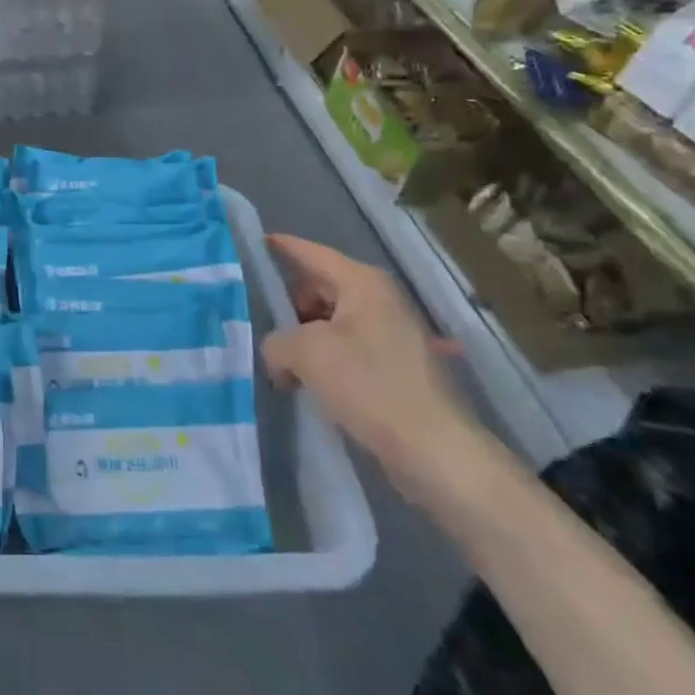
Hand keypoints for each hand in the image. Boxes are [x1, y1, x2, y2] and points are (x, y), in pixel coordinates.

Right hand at [259, 235, 488, 502]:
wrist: (436, 451)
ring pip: (334, 321)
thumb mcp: (305, 354)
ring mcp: (393, 333)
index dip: (283, 247)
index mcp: (363, 283)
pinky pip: (350, 348)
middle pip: (321, 287)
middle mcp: (381, 299)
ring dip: (307, 338)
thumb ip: (276, 341)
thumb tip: (278, 353)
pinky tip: (311, 383)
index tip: (257, 243)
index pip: (312, 253)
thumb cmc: (370, 385)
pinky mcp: (398, 367)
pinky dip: (327, 359)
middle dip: (291, 306)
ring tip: (284, 364)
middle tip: (264, 328)